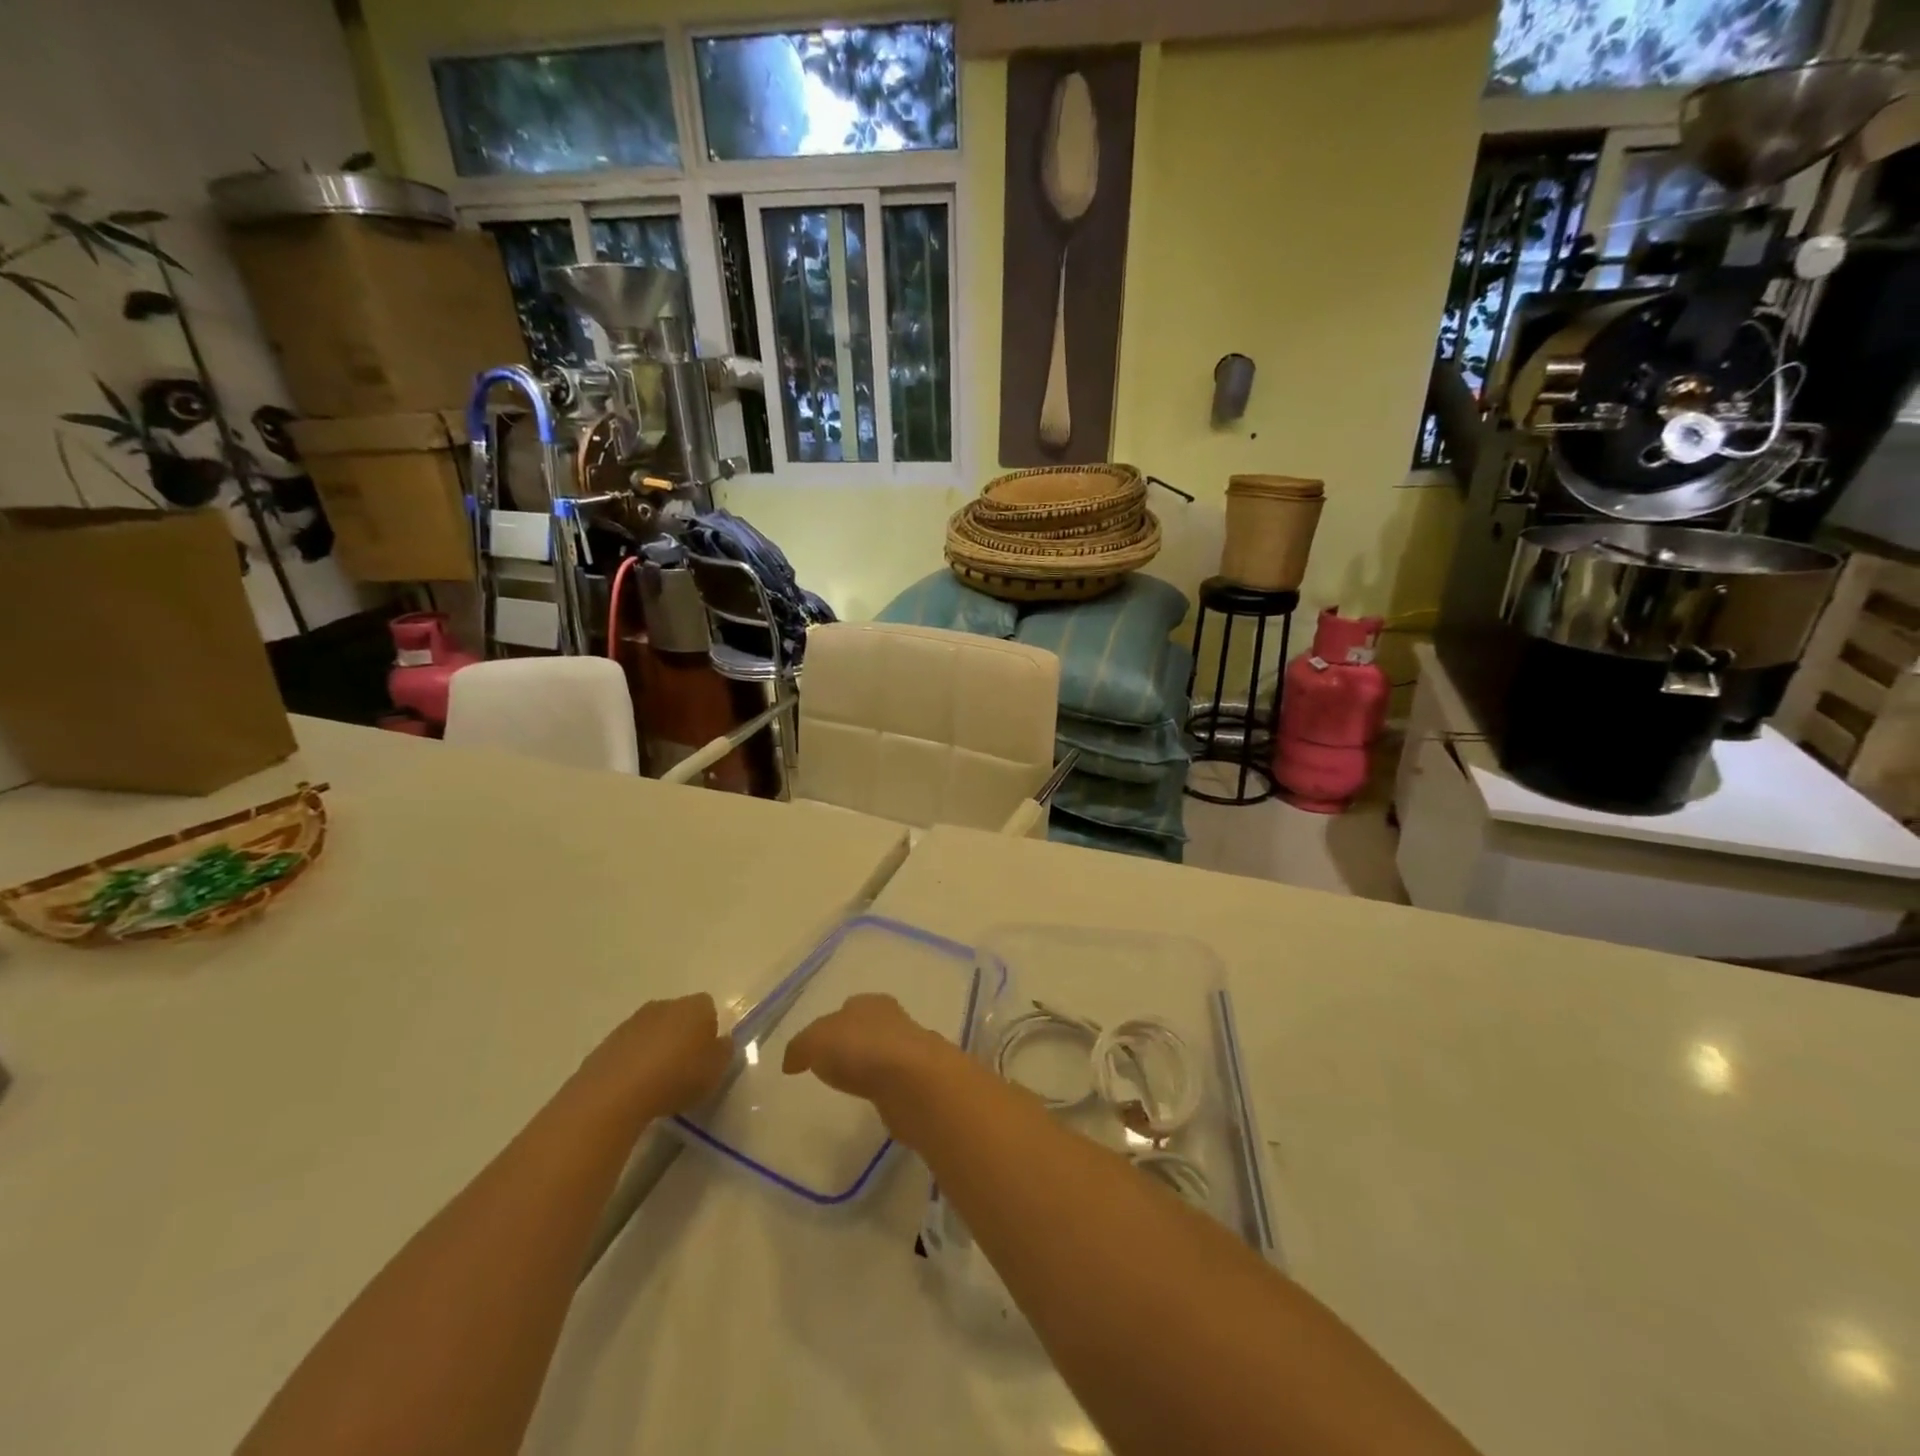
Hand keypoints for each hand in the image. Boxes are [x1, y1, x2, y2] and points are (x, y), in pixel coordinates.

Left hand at [578, 993, 732, 1120]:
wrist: (614, 1093)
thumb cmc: (676, 1077)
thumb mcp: (715, 1071)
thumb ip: (724, 1052)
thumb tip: (722, 1042)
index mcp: (695, 1007)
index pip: (709, 1008)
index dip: (710, 1031)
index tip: (706, 1057)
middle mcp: (665, 1004)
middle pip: (680, 1016)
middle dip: (682, 1036)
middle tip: (684, 1069)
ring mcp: (633, 1021)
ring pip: (653, 1031)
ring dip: (656, 1049)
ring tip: (657, 1082)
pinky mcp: (608, 1041)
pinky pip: (630, 1048)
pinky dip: (634, 1062)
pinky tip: (634, 1087)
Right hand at [782, 993, 950, 1105]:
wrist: (914, 1082)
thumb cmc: (862, 1049)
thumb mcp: (816, 1041)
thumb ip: (801, 1047)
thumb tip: (791, 1062)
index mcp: (871, 1003)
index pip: (849, 1008)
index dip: (832, 1025)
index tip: (819, 1048)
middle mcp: (894, 1020)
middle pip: (868, 1029)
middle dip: (853, 1043)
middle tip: (834, 1066)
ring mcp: (910, 1051)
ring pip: (883, 1055)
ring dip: (871, 1067)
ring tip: (852, 1085)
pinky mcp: (919, 1083)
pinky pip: (894, 1082)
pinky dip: (884, 1089)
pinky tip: (874, 1100)